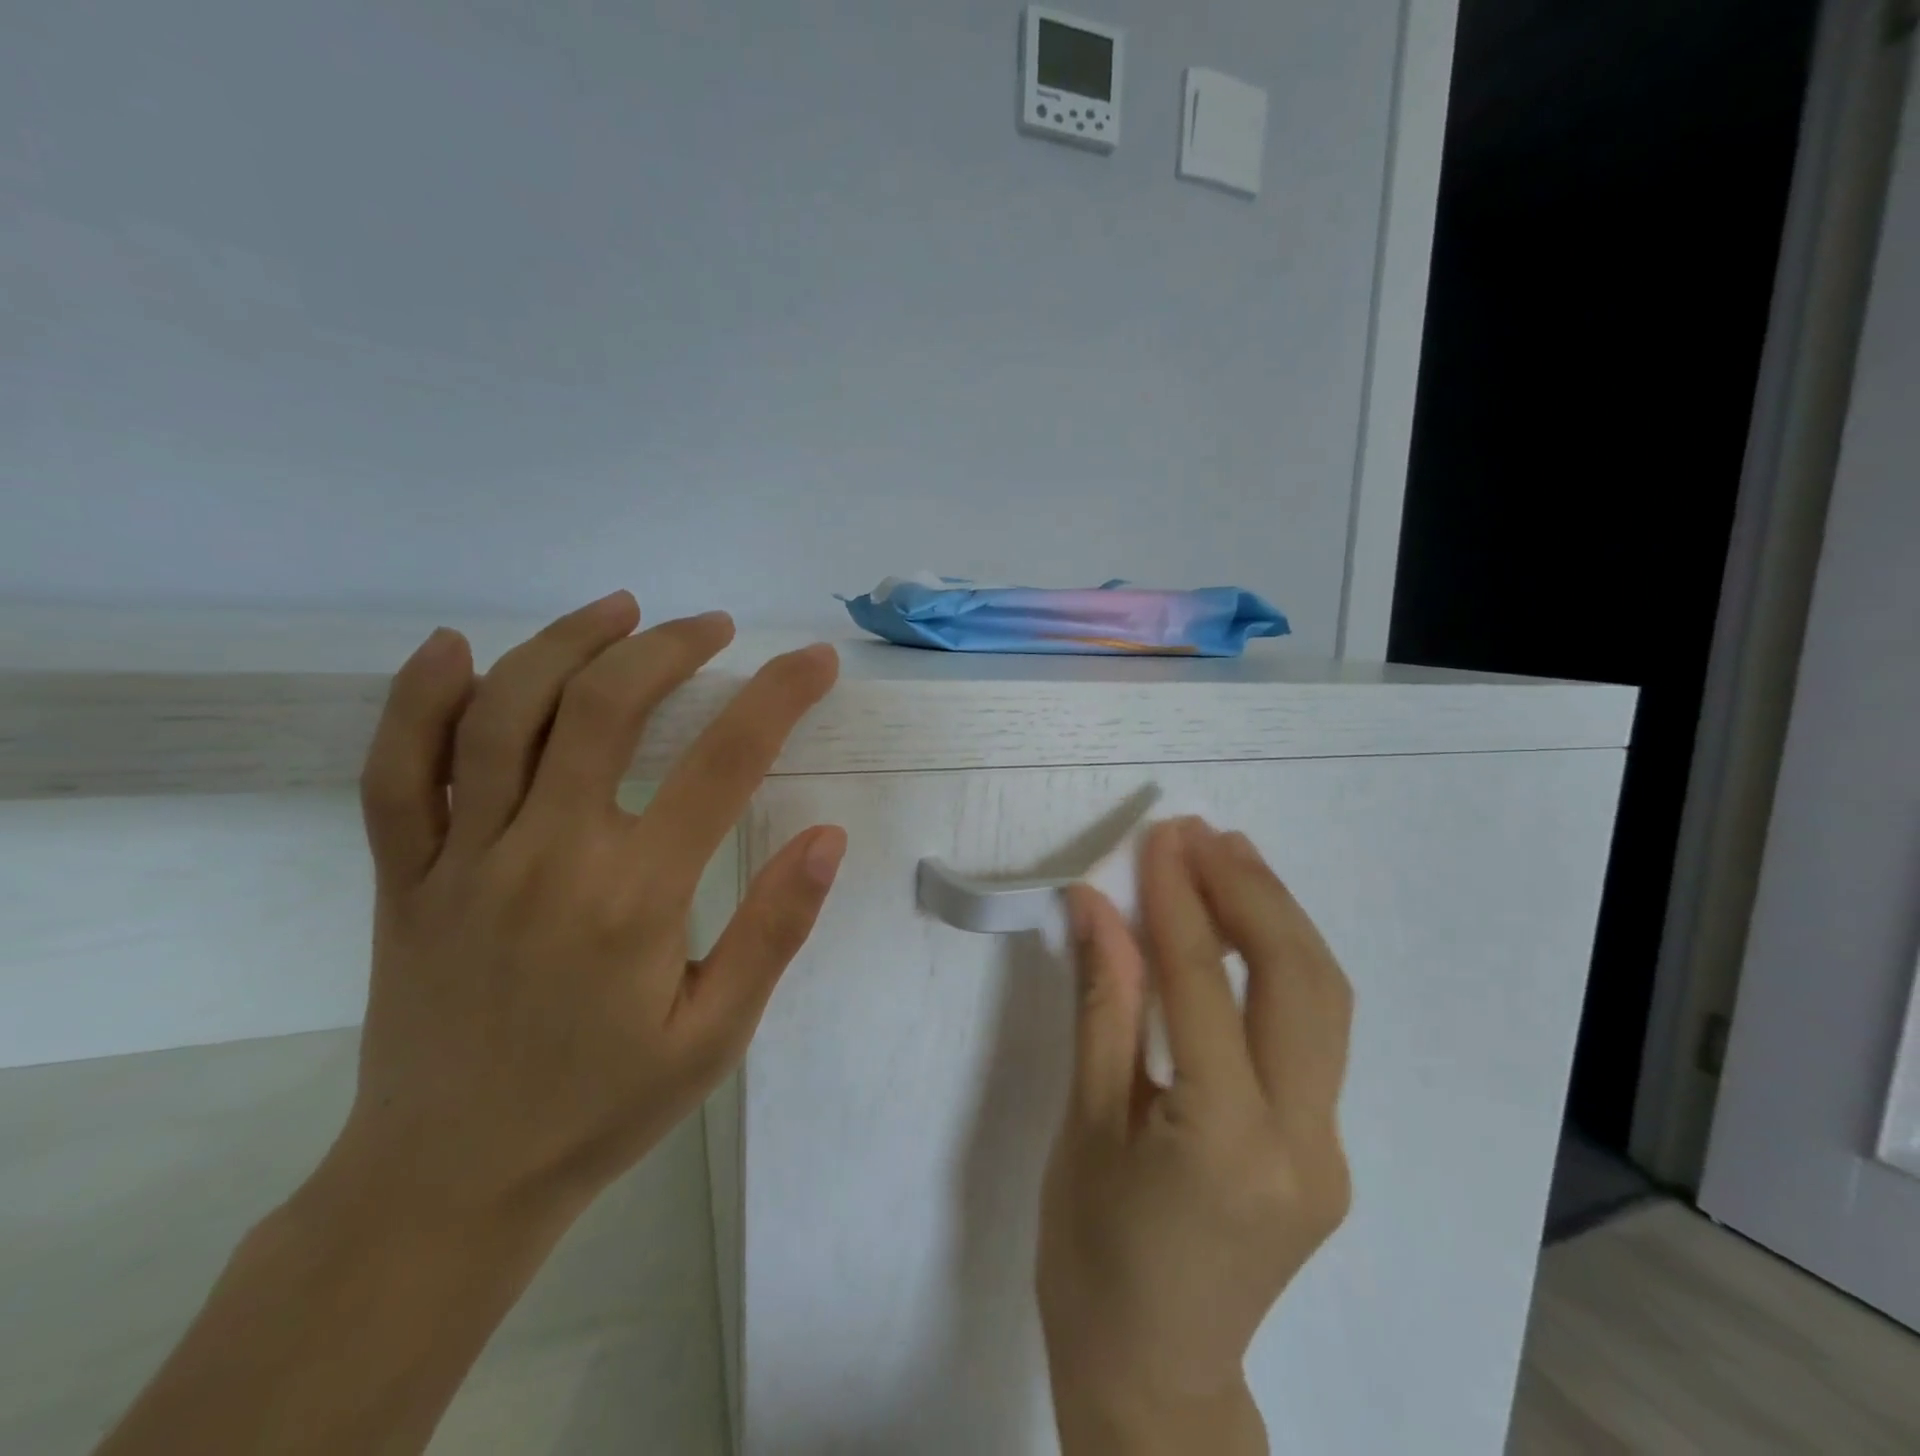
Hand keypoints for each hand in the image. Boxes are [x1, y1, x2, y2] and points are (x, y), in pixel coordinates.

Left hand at [326, 592, 845, 1222]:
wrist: (449, 1184)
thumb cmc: (602, 1109)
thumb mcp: (716, 1036)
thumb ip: (774, 930)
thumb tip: (826, 836)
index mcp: (634, 899)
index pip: (726, 764)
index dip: (780, 697)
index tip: (816, 661)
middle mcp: (547, 858)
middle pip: (606, 710)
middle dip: (670, 649)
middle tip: (714, 627)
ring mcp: (462, 861)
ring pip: (504, 715)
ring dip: (568, 644)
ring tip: (622, 609)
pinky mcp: (403, 877)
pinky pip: (397, 771)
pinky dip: (419, 699)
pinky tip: (456, 648)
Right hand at [1037, 818, 1353, 1454]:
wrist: (1154, 1379)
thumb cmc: (1091, 1255)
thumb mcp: (1082, 1125)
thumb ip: (1101, 1005)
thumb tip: (1097, 907)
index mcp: (1223, 1145)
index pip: (1202, 986)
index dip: (1178, 900)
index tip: (1160, 838)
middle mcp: (1301, 1143)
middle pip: (1298, 982)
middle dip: (1252, 892)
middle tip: (1202, 834)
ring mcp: (1328, 1150)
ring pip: (1324, 1002)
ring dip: (1278, 918)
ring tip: (1231, 857)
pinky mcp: (1326, 1150)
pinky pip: (1312, 1033)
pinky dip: (1281, 965)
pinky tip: (1244, 930)